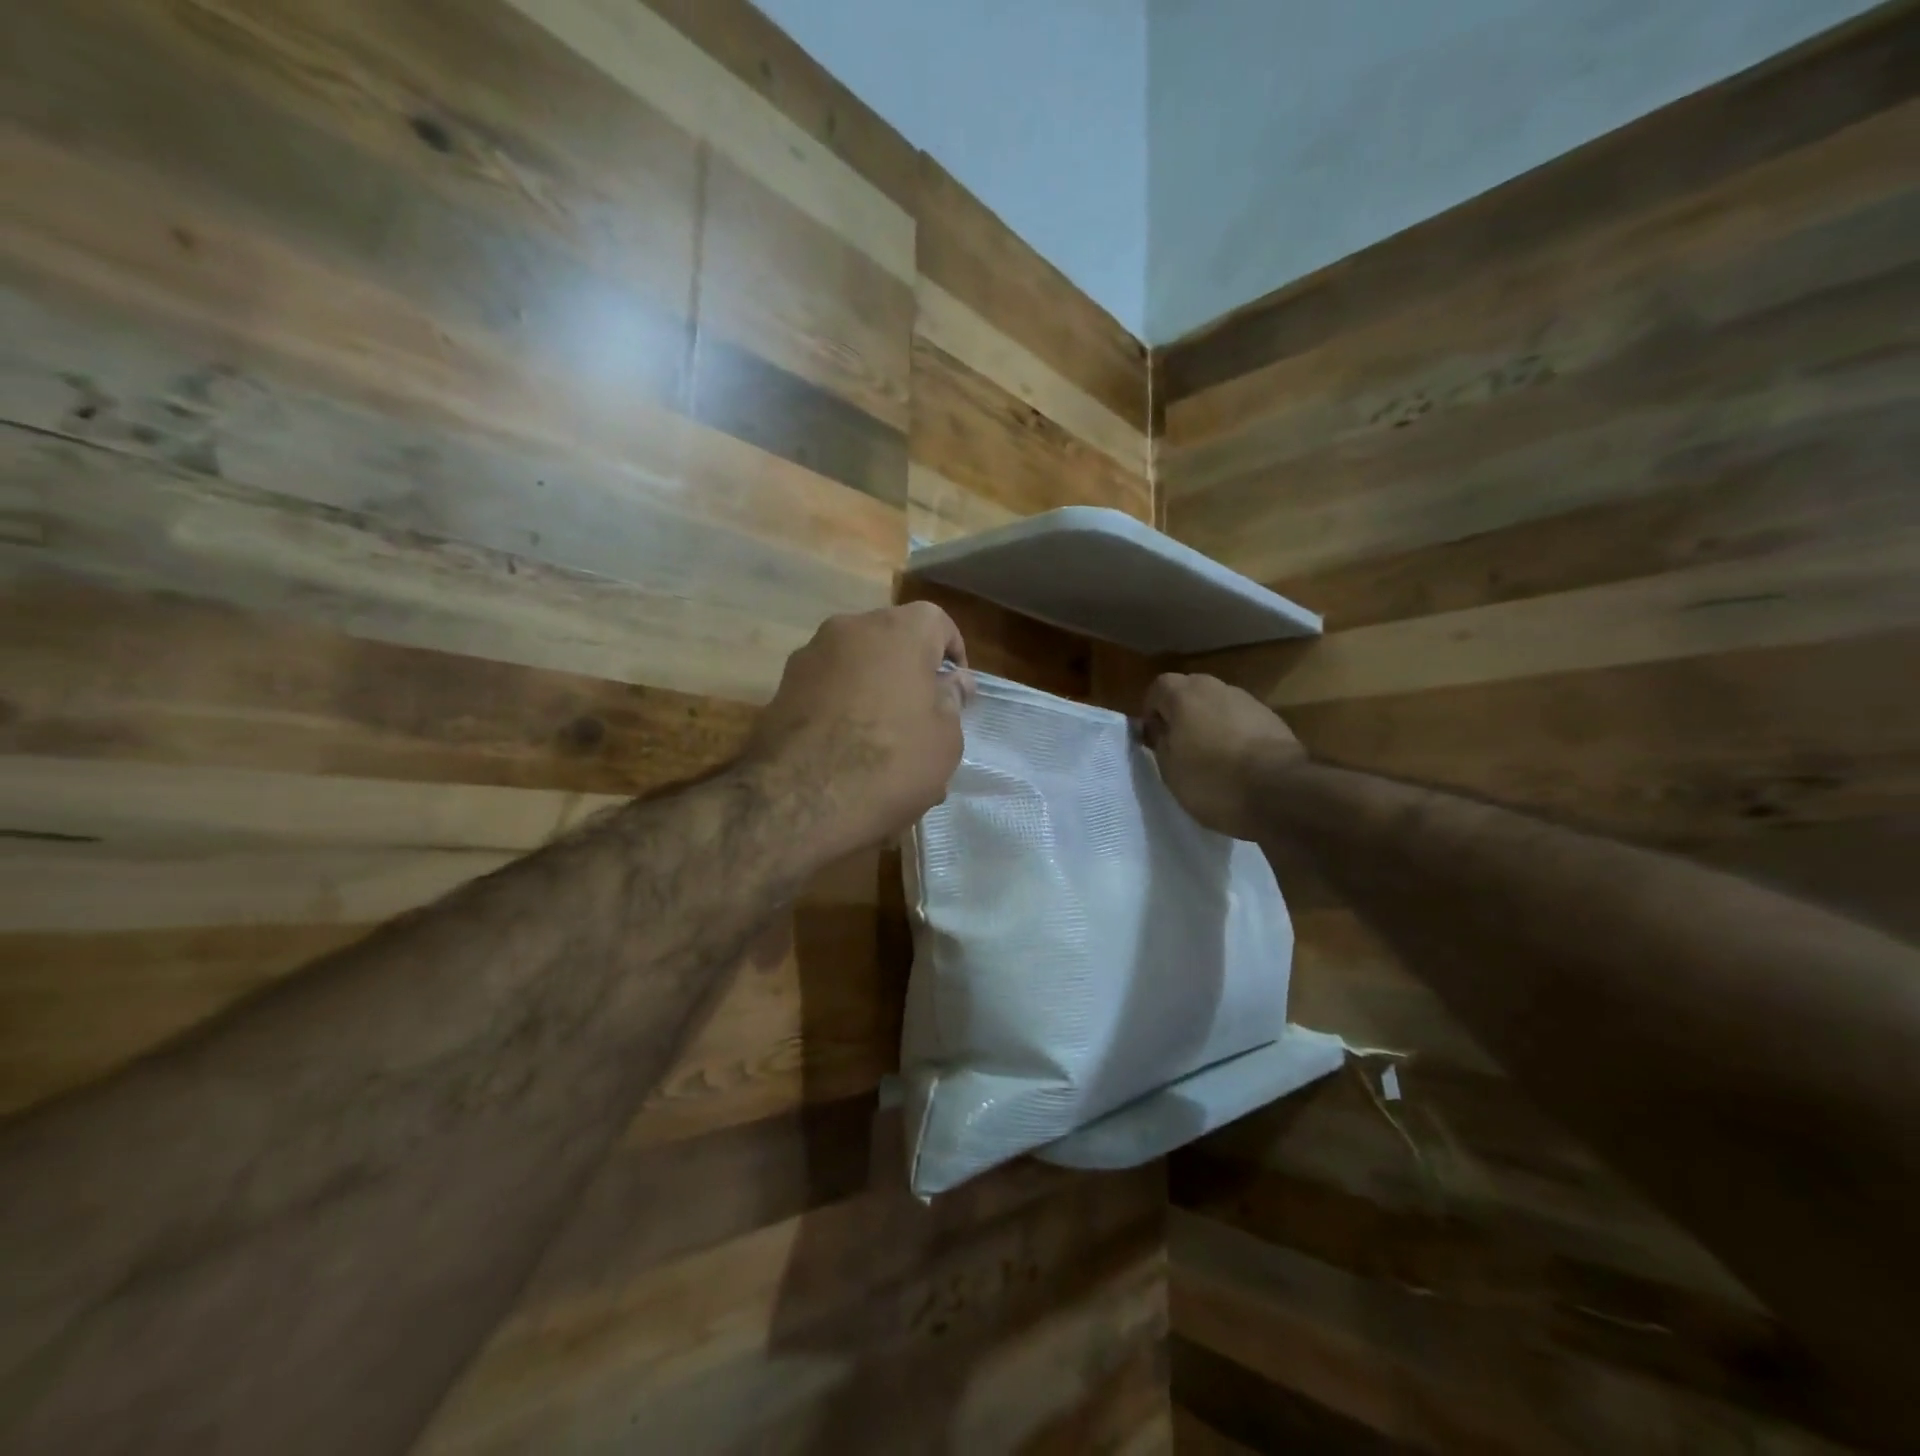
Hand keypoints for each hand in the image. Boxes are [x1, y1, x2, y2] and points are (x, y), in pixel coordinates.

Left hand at [744, 603, 974, 859]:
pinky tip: (848, 749)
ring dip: (874, 689)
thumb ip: (951, 700)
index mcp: (899, 631)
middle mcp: (851, 629)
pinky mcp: (781, 688)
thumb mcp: (945, 738)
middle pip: (892, 640)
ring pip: (856, 664)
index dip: (953, 653)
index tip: (958, 690)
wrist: (800, 799)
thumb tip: (951, 681)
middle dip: (909, 671)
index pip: (937, 621)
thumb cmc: (891, 761)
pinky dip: (842, 706)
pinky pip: (827, 688)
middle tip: (923, 715)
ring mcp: (810, 656)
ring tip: (884, 738)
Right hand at [1140, 672, 1305, 839]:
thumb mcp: (1169, 768)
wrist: (1279, 790)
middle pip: (1190, 692)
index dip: (1152, 712)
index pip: (1158, 687)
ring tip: (1211, 758)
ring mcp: (1248, 700)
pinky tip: (1238, 763)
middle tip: (1180, 747)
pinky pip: (1241, 721)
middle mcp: (1216, 687)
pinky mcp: (1273, 719)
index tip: (1153, 739)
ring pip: (1218, 705)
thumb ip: (1160, 741)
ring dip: (1210, 723)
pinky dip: (1235, 734)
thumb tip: (1160, 728)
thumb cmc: (1211, 779)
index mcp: (1184, 694)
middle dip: (1182, 714)